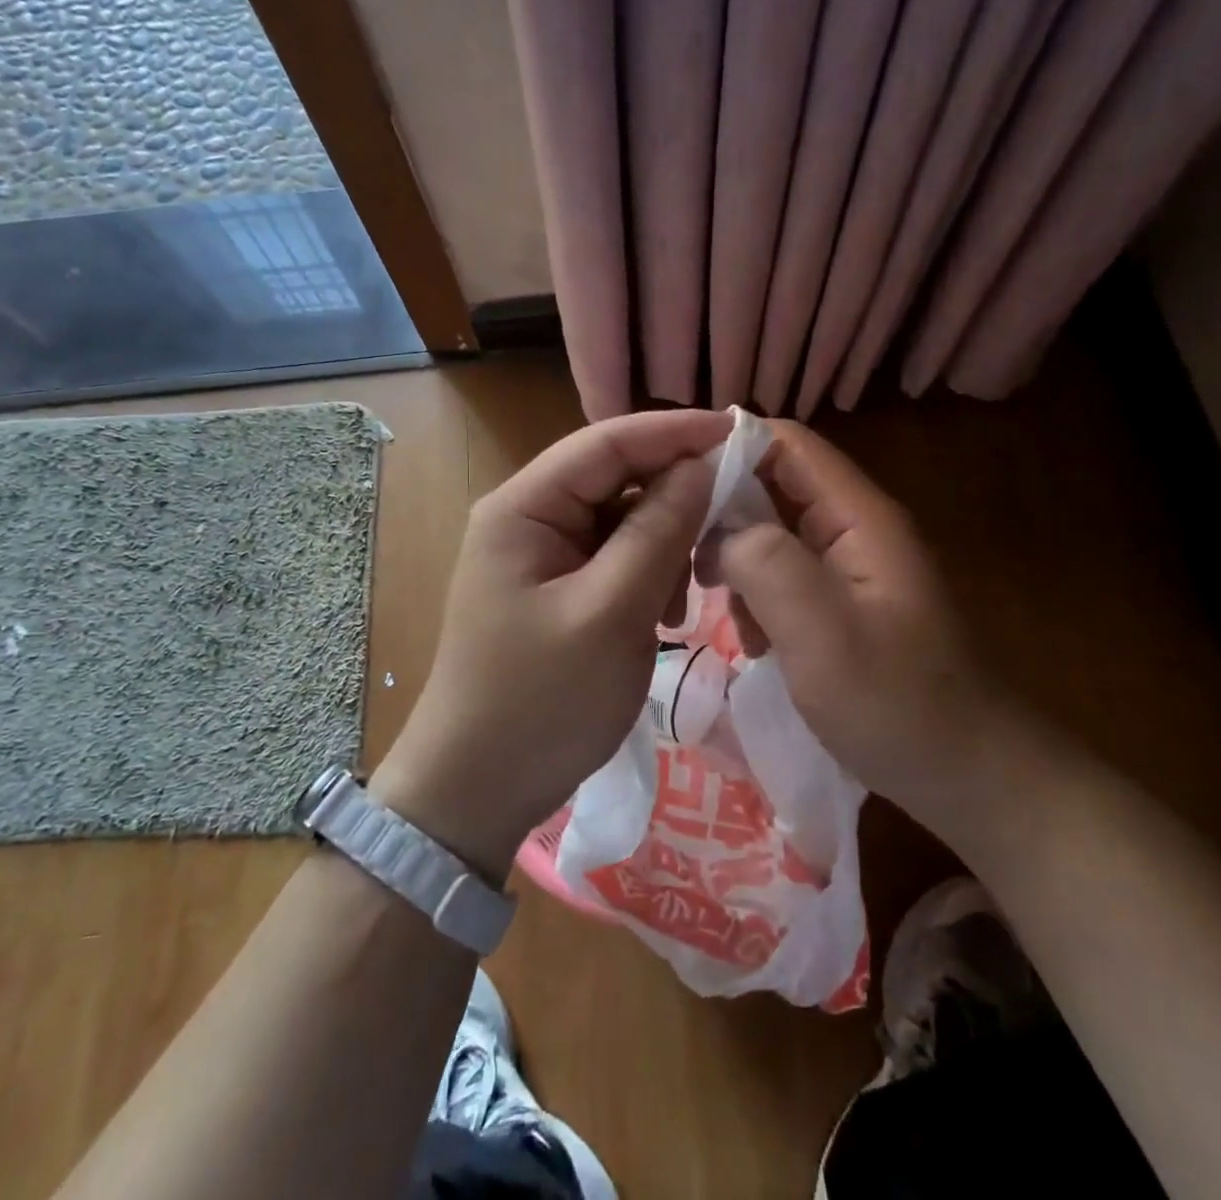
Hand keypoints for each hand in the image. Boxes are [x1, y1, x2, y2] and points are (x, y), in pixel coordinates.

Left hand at [371, 409, 730, 881]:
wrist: (479, 789)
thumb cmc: (541, 700)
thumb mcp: (611, 612)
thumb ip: (658, 531)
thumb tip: (702, 465)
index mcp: (524, 508)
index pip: (606, 442)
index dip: (674, 432)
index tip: (740, 432)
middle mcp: (529, 517)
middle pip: (615, 478)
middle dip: (675, 493)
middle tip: (735, 513)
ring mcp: (542, 555)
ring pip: (622, 520)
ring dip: (665, 543)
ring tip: (691, 592)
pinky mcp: (558, 589)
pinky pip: (615, 559)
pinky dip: (649, 575)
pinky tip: (668, 614)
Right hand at [707, 421, 993, 809]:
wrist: (963, 775)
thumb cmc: (895, 704)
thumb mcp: (823, 634)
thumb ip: (768, 565)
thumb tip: (720, 529)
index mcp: (859, 517)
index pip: (787, 445)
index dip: (729, 448)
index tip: (674, 484)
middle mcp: (853, 528)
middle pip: (773, 487)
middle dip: (724, 518)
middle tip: (686, 562)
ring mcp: (848, 567)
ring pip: (771, 535)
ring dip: (739, 566)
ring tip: (726, 613)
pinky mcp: (839, 604)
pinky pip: (783, 578)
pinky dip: (758, 600)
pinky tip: (756, 643)